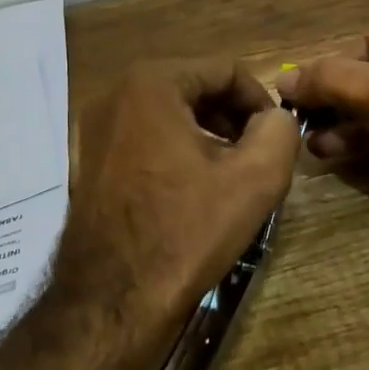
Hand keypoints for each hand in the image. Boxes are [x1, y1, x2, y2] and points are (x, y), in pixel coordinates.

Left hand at [53, 59, 299, 366]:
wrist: (112, 299)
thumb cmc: (185, 231)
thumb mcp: (255, 178)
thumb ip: (280, 131)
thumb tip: (275, 119)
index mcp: (151, 83)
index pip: (225, 70)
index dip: (260, 101)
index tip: (277, 138)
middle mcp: (115, 94)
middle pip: (194, 88)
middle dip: (233, 117)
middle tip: (257, 156)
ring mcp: (94, 128)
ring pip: (169, 113)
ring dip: (207, 134)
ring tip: (230, 175)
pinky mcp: (88, 160)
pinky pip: (144, 137)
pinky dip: (176, 150)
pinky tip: (193, 189)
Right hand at [276, 1, 368, 241]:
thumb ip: (335, 81)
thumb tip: (281, 79)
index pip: (366, 44)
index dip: (328, 70)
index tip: (292, 95)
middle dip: (335, 100)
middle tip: (295, 121)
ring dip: (346, 123)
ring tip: (308, 142)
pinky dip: (368, 140)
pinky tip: (334, 151)